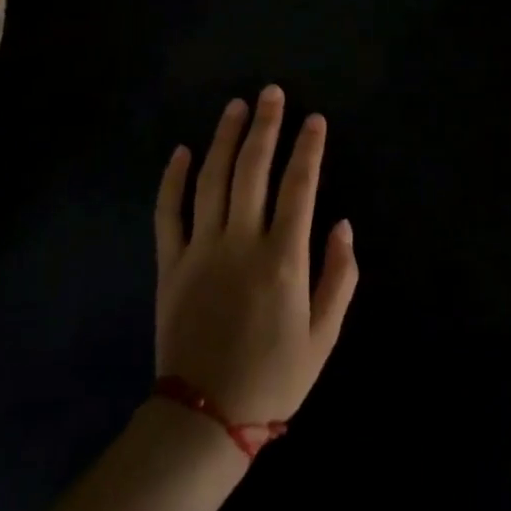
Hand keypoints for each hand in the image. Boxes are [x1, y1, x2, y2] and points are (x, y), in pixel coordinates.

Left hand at [154, 86, 358, 425]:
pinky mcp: (170, 264)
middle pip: (253, 169)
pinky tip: (183, 150)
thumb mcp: (324, 336)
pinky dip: (173, 179)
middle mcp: (241, 243)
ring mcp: (201, 250)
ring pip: (212, 180)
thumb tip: (342, 224)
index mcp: (283, 259)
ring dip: (224, 138)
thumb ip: (339, 276)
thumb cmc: (274, 378)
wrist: (206, 417)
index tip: (315, 119)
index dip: (308, 149)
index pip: (299, 186)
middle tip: (271, 93)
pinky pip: (168, 212)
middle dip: (265, 126)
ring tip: (236, 106)